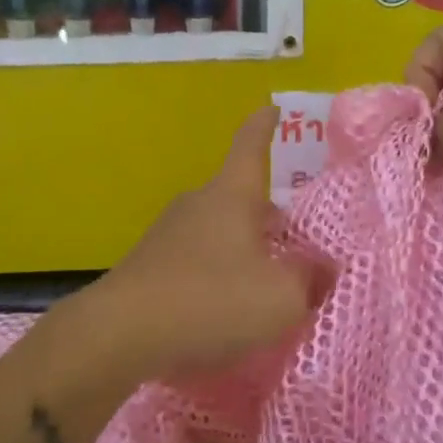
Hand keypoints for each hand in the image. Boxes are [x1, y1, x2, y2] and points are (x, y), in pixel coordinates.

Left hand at [77, 107, 323, 383]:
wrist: (120, 334)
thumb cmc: (211, 301)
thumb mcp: (281, 297)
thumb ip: (310, 279)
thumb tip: (323, 267)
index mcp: (231, 196)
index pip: (251, 146)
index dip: (265, 127)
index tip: (272, 108)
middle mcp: (198, 204)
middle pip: (239, 197)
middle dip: (267, 215)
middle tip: (295, 241)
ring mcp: (168, 234)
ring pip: (219, 231)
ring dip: (243, 250)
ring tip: (265, 285)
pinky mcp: (150, 267)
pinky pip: (197, 261)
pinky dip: (217, 276)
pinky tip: (226, 311)